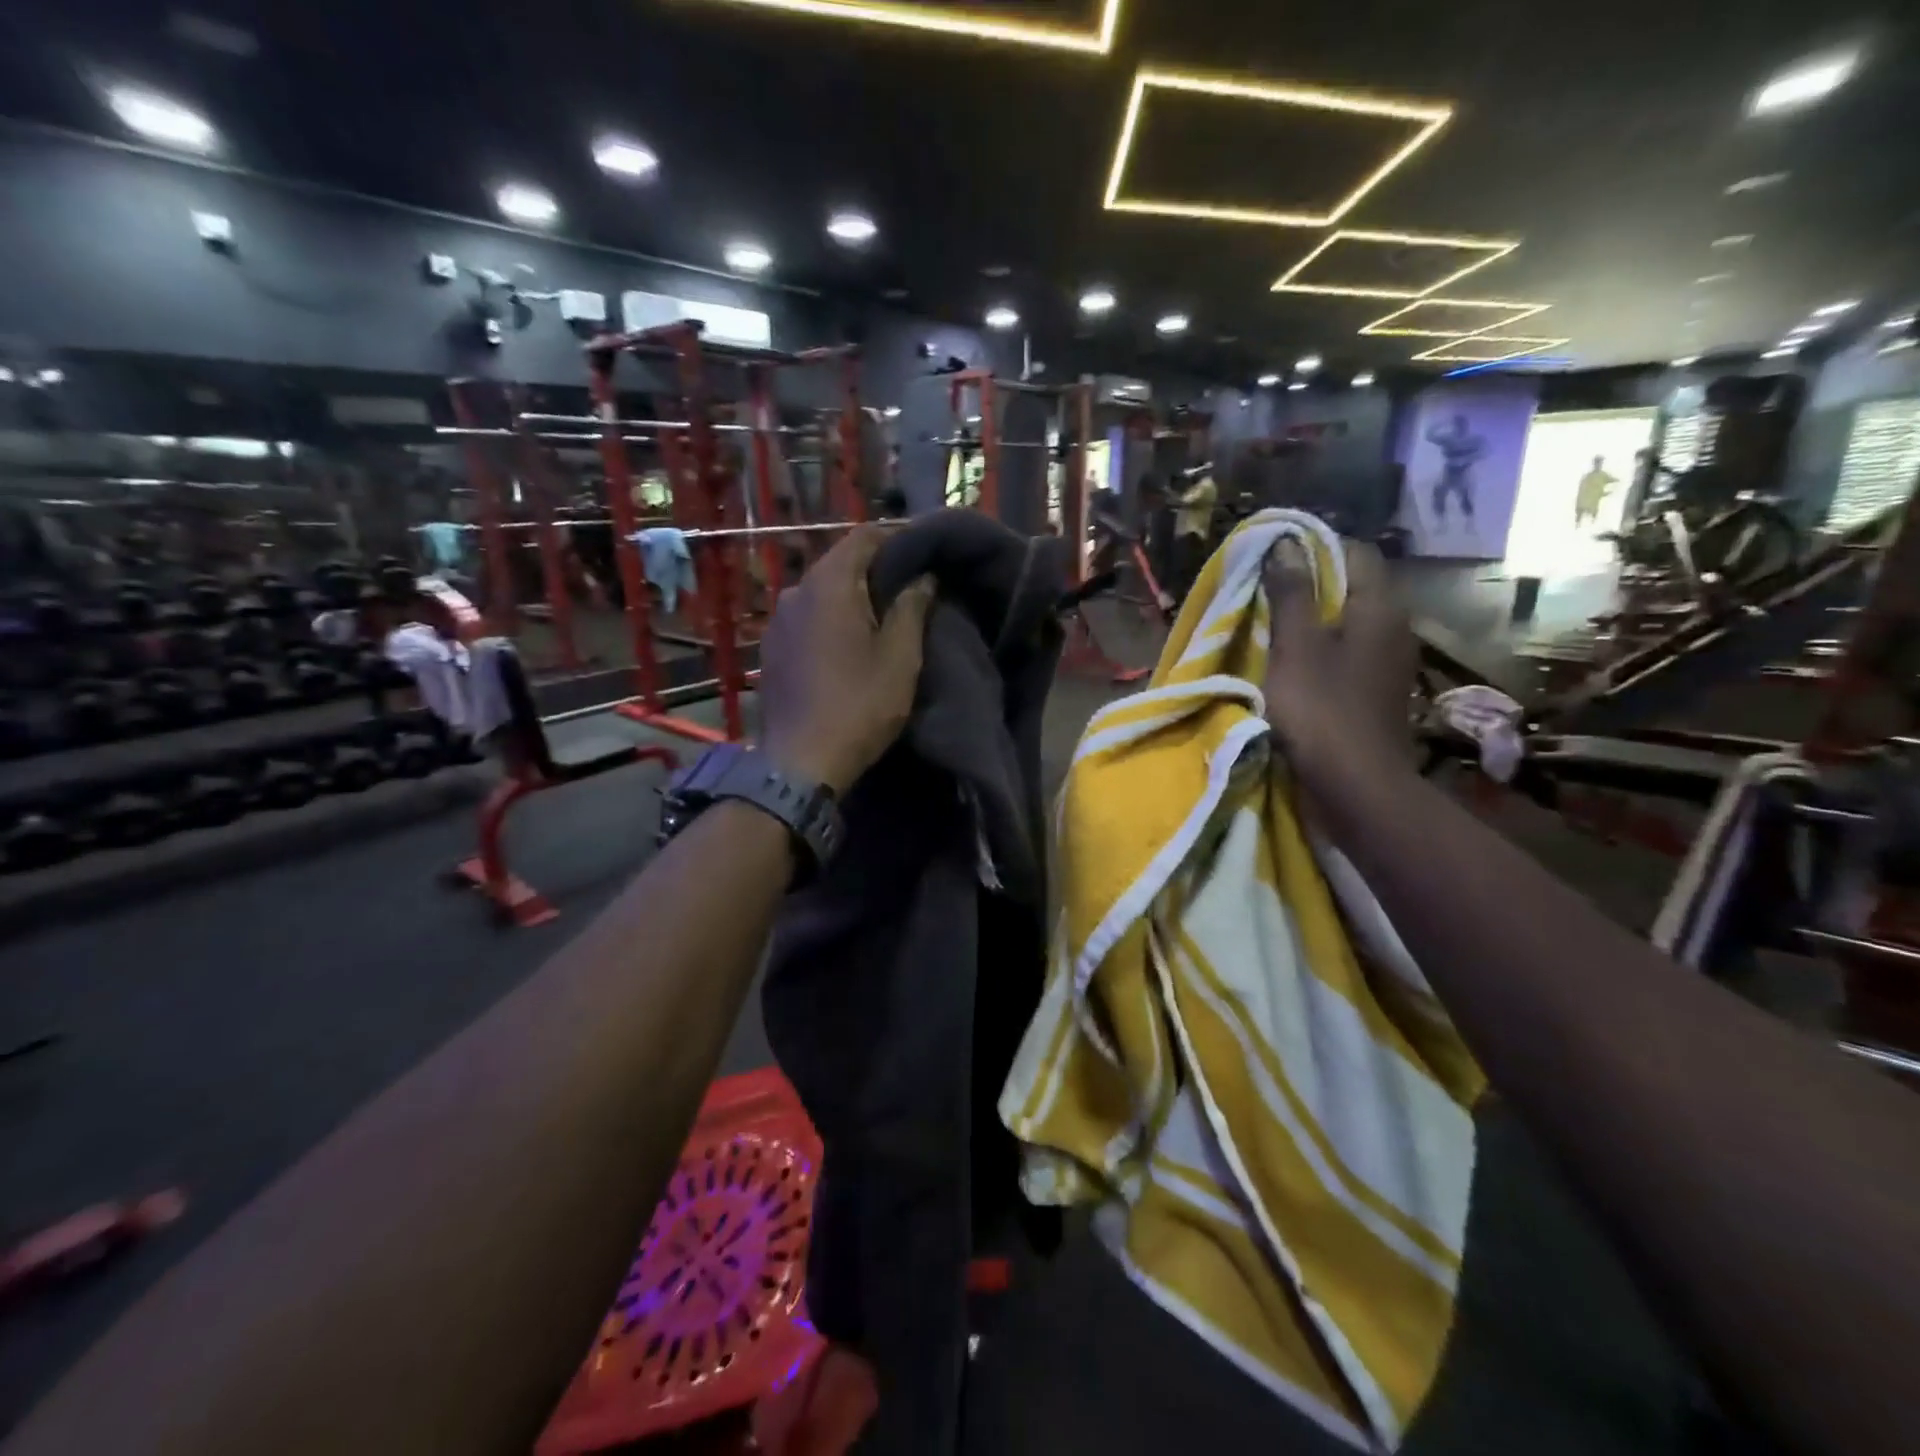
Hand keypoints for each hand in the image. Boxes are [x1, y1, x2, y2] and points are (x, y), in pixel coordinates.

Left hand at [757, 526, 935, 795]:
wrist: (800, 763)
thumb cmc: (859, 705)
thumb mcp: (900, 657)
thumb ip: (912, 607)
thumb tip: (923, 576)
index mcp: (829, 584)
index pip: (863, 536)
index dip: (897, 537)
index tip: (924, 554)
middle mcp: (796, 591)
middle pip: (839, 562)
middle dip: (875, 568)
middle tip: (910, 587)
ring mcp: (778, 621)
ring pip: (821, 592)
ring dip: (852, 596)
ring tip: (883, 616)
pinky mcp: (771, 649)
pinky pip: (807, 618)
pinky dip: (830, 619)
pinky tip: (848, 643)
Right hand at [1261, 537, 1415, 780]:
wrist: (1356, 786)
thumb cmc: (1321, 710)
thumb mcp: (1295, 647)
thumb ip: (1291, 594)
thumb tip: (1286, 544)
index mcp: (1380, 608)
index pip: (1355, 552)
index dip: (1315, 547)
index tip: (1274, 558)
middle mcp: (1394, 627)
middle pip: (1352, 587)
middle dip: (1309, 585)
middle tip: (1263, 593)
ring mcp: (1388, 662)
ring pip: (1348, 623)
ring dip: (1312, 620)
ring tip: (1270, 628)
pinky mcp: (1376, 691)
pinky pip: (1348, 653)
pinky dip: (1320, 650)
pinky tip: (1291, 665)